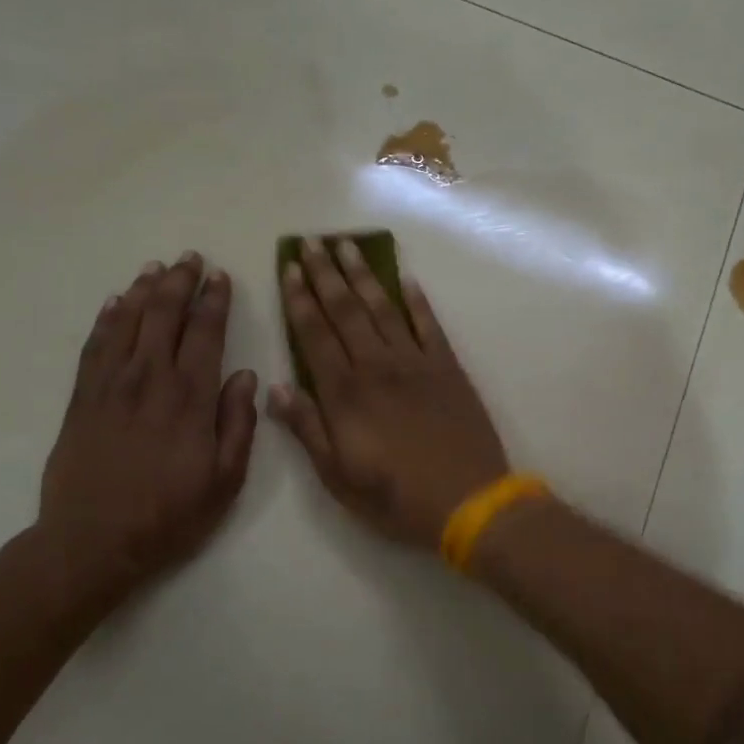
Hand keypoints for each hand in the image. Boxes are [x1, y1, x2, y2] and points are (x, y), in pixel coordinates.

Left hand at [32, 253, 257, 610]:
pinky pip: (95, 345)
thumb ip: (238, 425)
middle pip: (164, 315)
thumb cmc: (169, 514)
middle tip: (190, 258)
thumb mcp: (224, 480)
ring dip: (143, 290)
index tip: (220, 277)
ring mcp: (111, 385)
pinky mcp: (82, 398)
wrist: (93, 540)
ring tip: (155, 268)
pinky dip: (107, 318)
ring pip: (127, 321)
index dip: (214, 301)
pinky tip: (114, 302)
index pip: (205, 333)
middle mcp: (150, 379)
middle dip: (179, 282)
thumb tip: (245, 377)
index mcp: (190, 398)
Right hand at [269, 238, 508, 548]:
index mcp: (345, 394)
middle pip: (346, 311)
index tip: (290, 268)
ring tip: (349, 246)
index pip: (314, 334)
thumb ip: (307, 429)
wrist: (468, 501)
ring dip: (364, 276)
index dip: (300, 299)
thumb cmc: (395, 497)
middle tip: (313, 242)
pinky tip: (406, 280)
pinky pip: (429, 325)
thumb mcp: (338, 476)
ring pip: (384, 308)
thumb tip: (275, 388)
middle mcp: (377, 367)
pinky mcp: (448, 368)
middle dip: (326, 274)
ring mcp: (416, 363)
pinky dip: (417, 301)